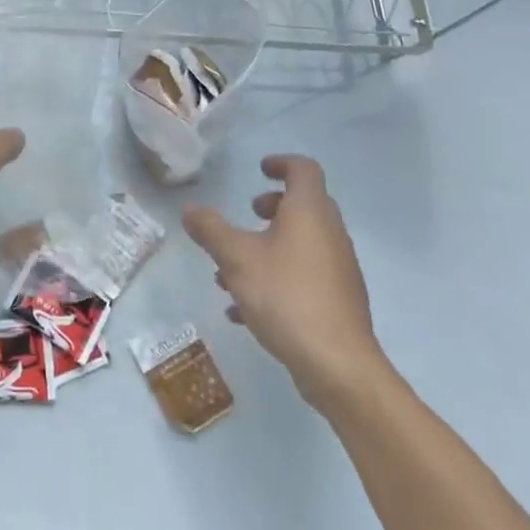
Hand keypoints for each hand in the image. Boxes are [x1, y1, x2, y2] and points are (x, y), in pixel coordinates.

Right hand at [183, 155, 390, 413]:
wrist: (338, 366)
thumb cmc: (286, 296)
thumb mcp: (236, 258)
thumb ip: (210, 230)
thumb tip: (191, 210)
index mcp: (309, 213)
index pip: (303, 169)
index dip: (281, 163)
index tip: (259, 169)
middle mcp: (330, 235)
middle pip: (305, 206)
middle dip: (272, 207)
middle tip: (247, 216)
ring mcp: (338, 270)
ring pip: (301, 244)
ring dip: (268, 247)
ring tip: (231, 270)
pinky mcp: (337, 302)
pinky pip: (303, 277)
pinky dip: (275, 278)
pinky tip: (242, 310)